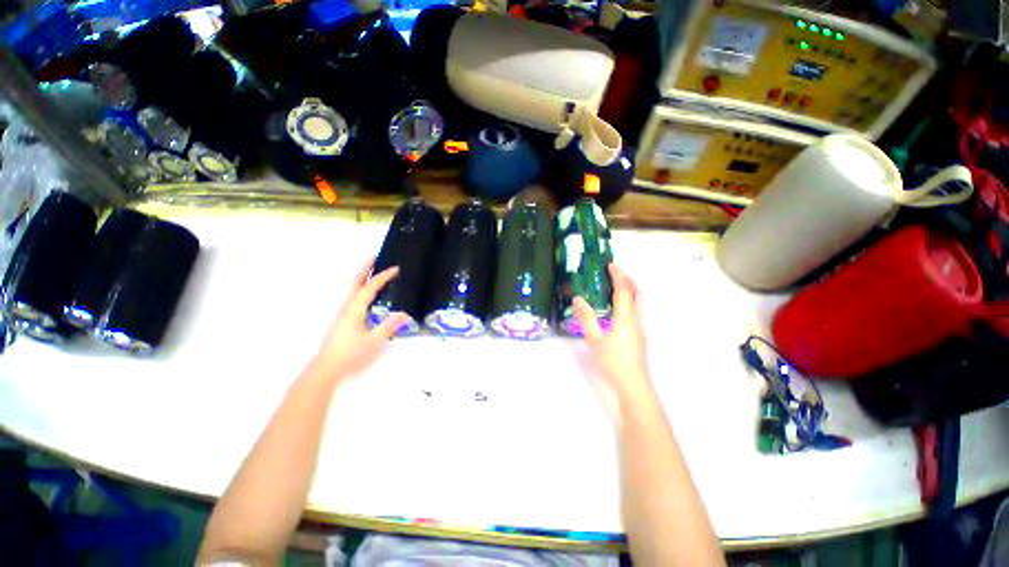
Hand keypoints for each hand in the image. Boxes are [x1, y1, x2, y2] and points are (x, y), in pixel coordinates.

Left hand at [311, 258, 409, 379]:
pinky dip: (361, 288)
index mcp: (354, 309)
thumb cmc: (350, 354)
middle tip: (375, 256)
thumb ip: (389, 327)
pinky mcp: (343, 320)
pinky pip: (354, 297)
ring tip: (373, 271)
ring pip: (352, 289)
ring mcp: (343, 313)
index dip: (383, 277)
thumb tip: (404, 313)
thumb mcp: (374, 341)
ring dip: (362, 277)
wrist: (326, 369)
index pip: (370, 288)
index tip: (396, 268)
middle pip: (355, 282)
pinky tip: (368, 295)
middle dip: (365, 268)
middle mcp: (347, 307)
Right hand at [573, 264, 652, 399]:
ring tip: (616, 286)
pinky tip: (618, 310)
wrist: (634, 386)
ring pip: (638, 303)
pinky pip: (636, 312)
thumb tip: (578, 299)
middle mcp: (636, 320)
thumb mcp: (594, 340)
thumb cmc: (613, 362)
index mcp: (625, 318)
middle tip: (615, 272)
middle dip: (628, 280)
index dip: (618, 276)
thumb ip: (586, 318)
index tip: (611, 265)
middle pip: (637, 294)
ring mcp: (640, 330)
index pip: (624, 291)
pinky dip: (629, 302)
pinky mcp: (639, 338)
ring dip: (630, 290)